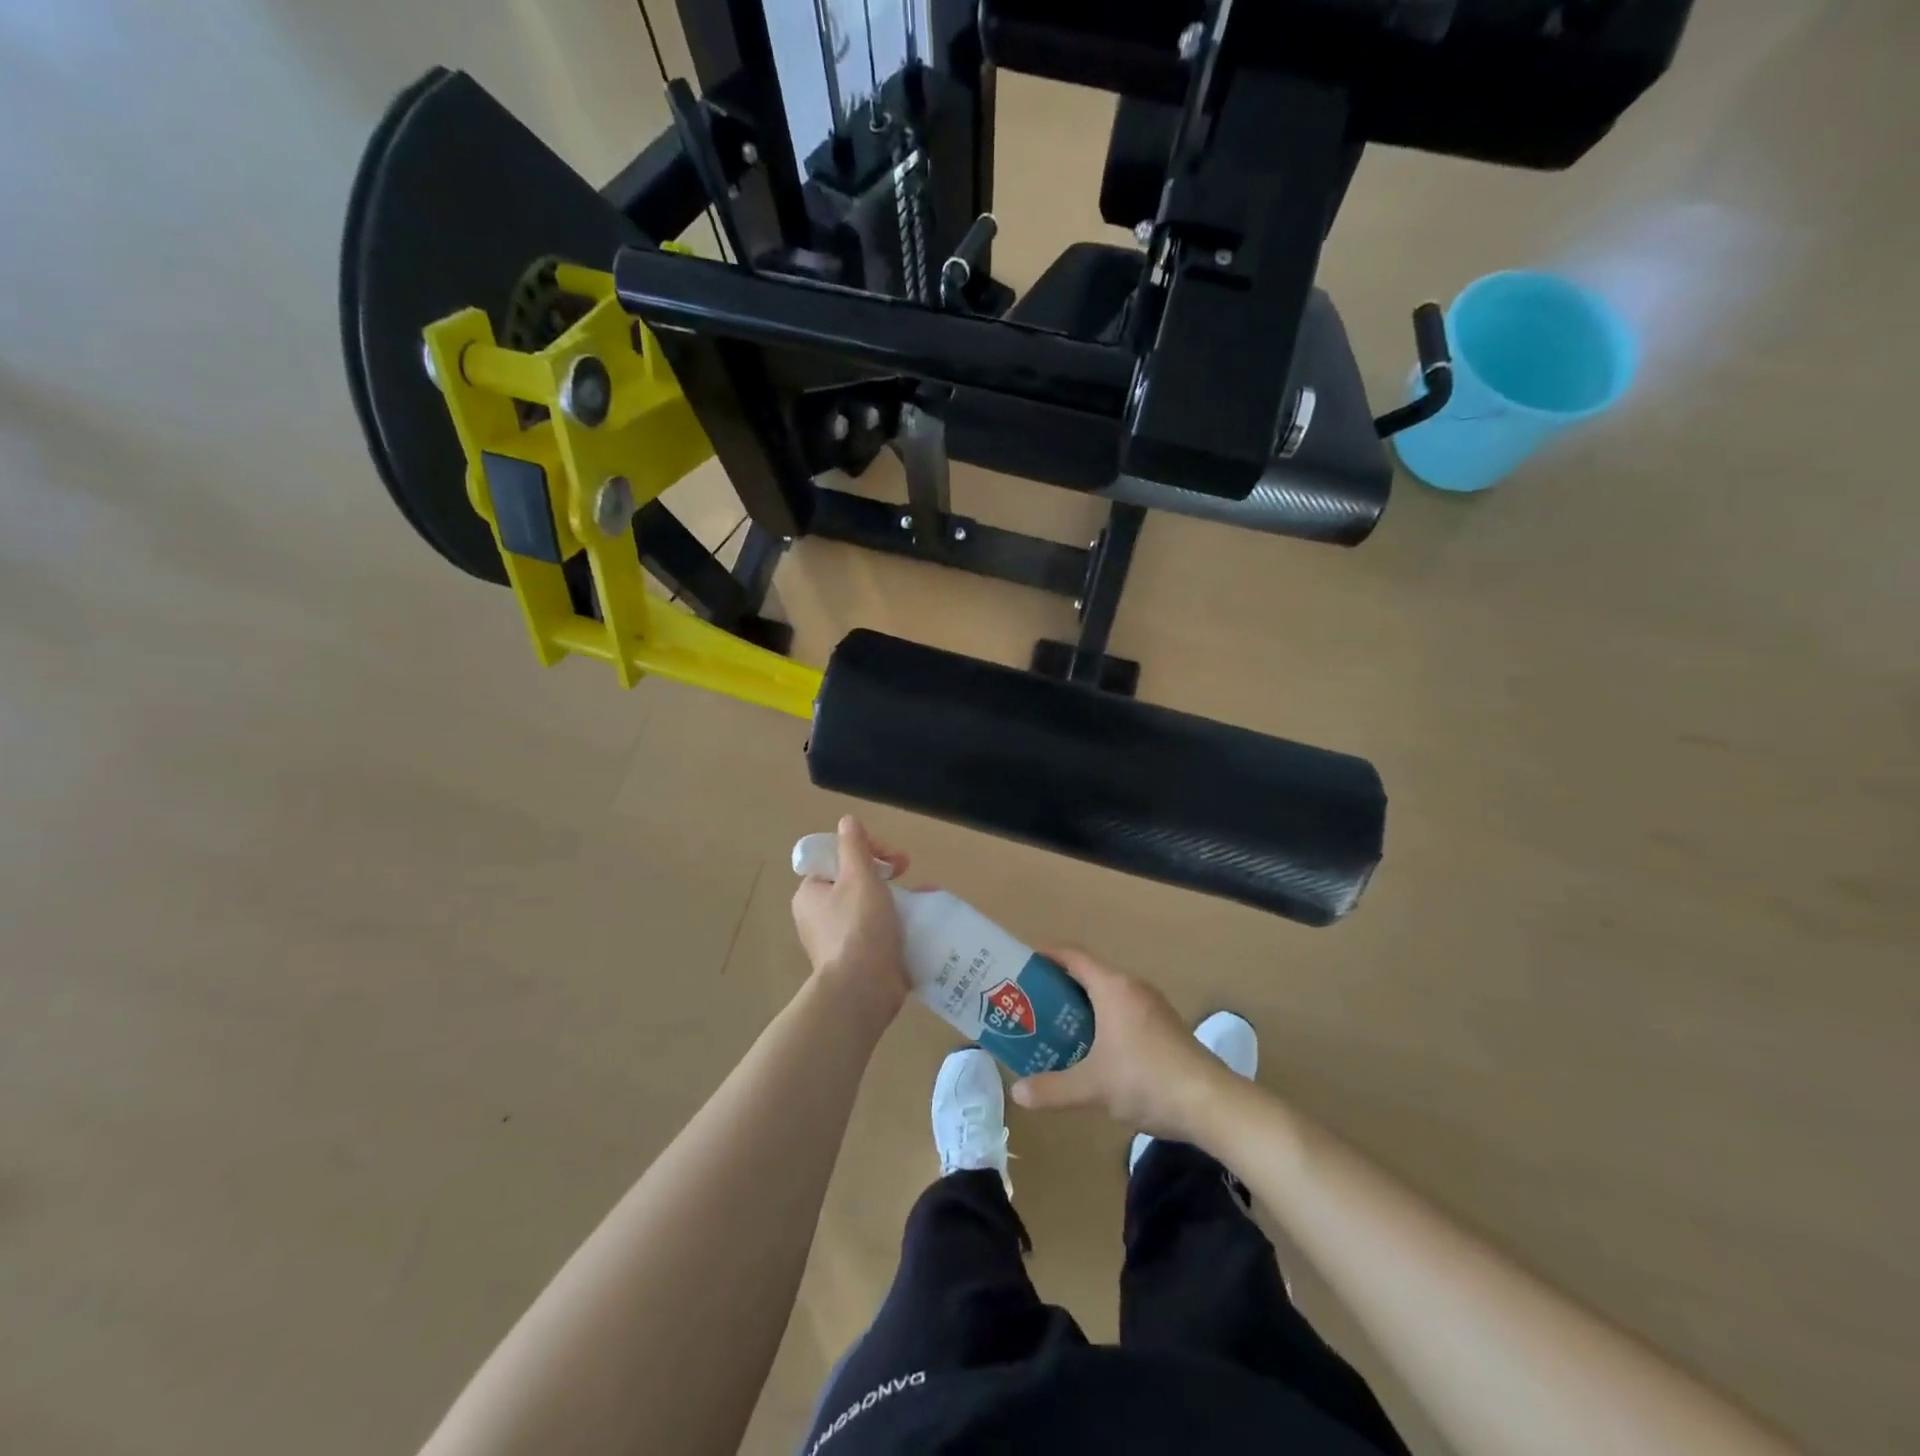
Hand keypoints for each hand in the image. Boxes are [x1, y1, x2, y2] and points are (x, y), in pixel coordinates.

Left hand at [791, 816, 910, 1020]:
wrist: (863, 991)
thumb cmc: (858, 927)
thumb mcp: (858, 876)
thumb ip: (854, 846)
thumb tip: (847, 821)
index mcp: (810, 894)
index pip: (836, 858)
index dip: (864, 850)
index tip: (890, 856)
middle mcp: (819, 916)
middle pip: (854, 881)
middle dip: (884, 873)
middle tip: (907, 870)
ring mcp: (838, 941)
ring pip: (869, 907)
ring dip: (896, 897)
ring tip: (924, 896)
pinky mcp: (858, 960)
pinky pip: (879, 932)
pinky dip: (898, 923)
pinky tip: (922, 921)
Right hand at [1010, 948, 1230, 1142]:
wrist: (1211, 1102)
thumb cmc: (1146, 1082)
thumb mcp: (1092, 1088)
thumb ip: (1051, 1089)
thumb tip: (1017, 1092)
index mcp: (1113, 988)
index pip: (1074, 956)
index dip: (1047, 955)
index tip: (1023, 963)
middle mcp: (1133, 988)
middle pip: (1090, 974)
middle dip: (1059, 986)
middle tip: (1031, 1004)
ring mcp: (1154, 1006)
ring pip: (1109, 994)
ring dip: (1083, 1006)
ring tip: (1057, 1027)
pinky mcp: (1166, 1026)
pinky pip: (1125, 1010)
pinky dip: (1104, 1019)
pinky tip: (1095, 1050)